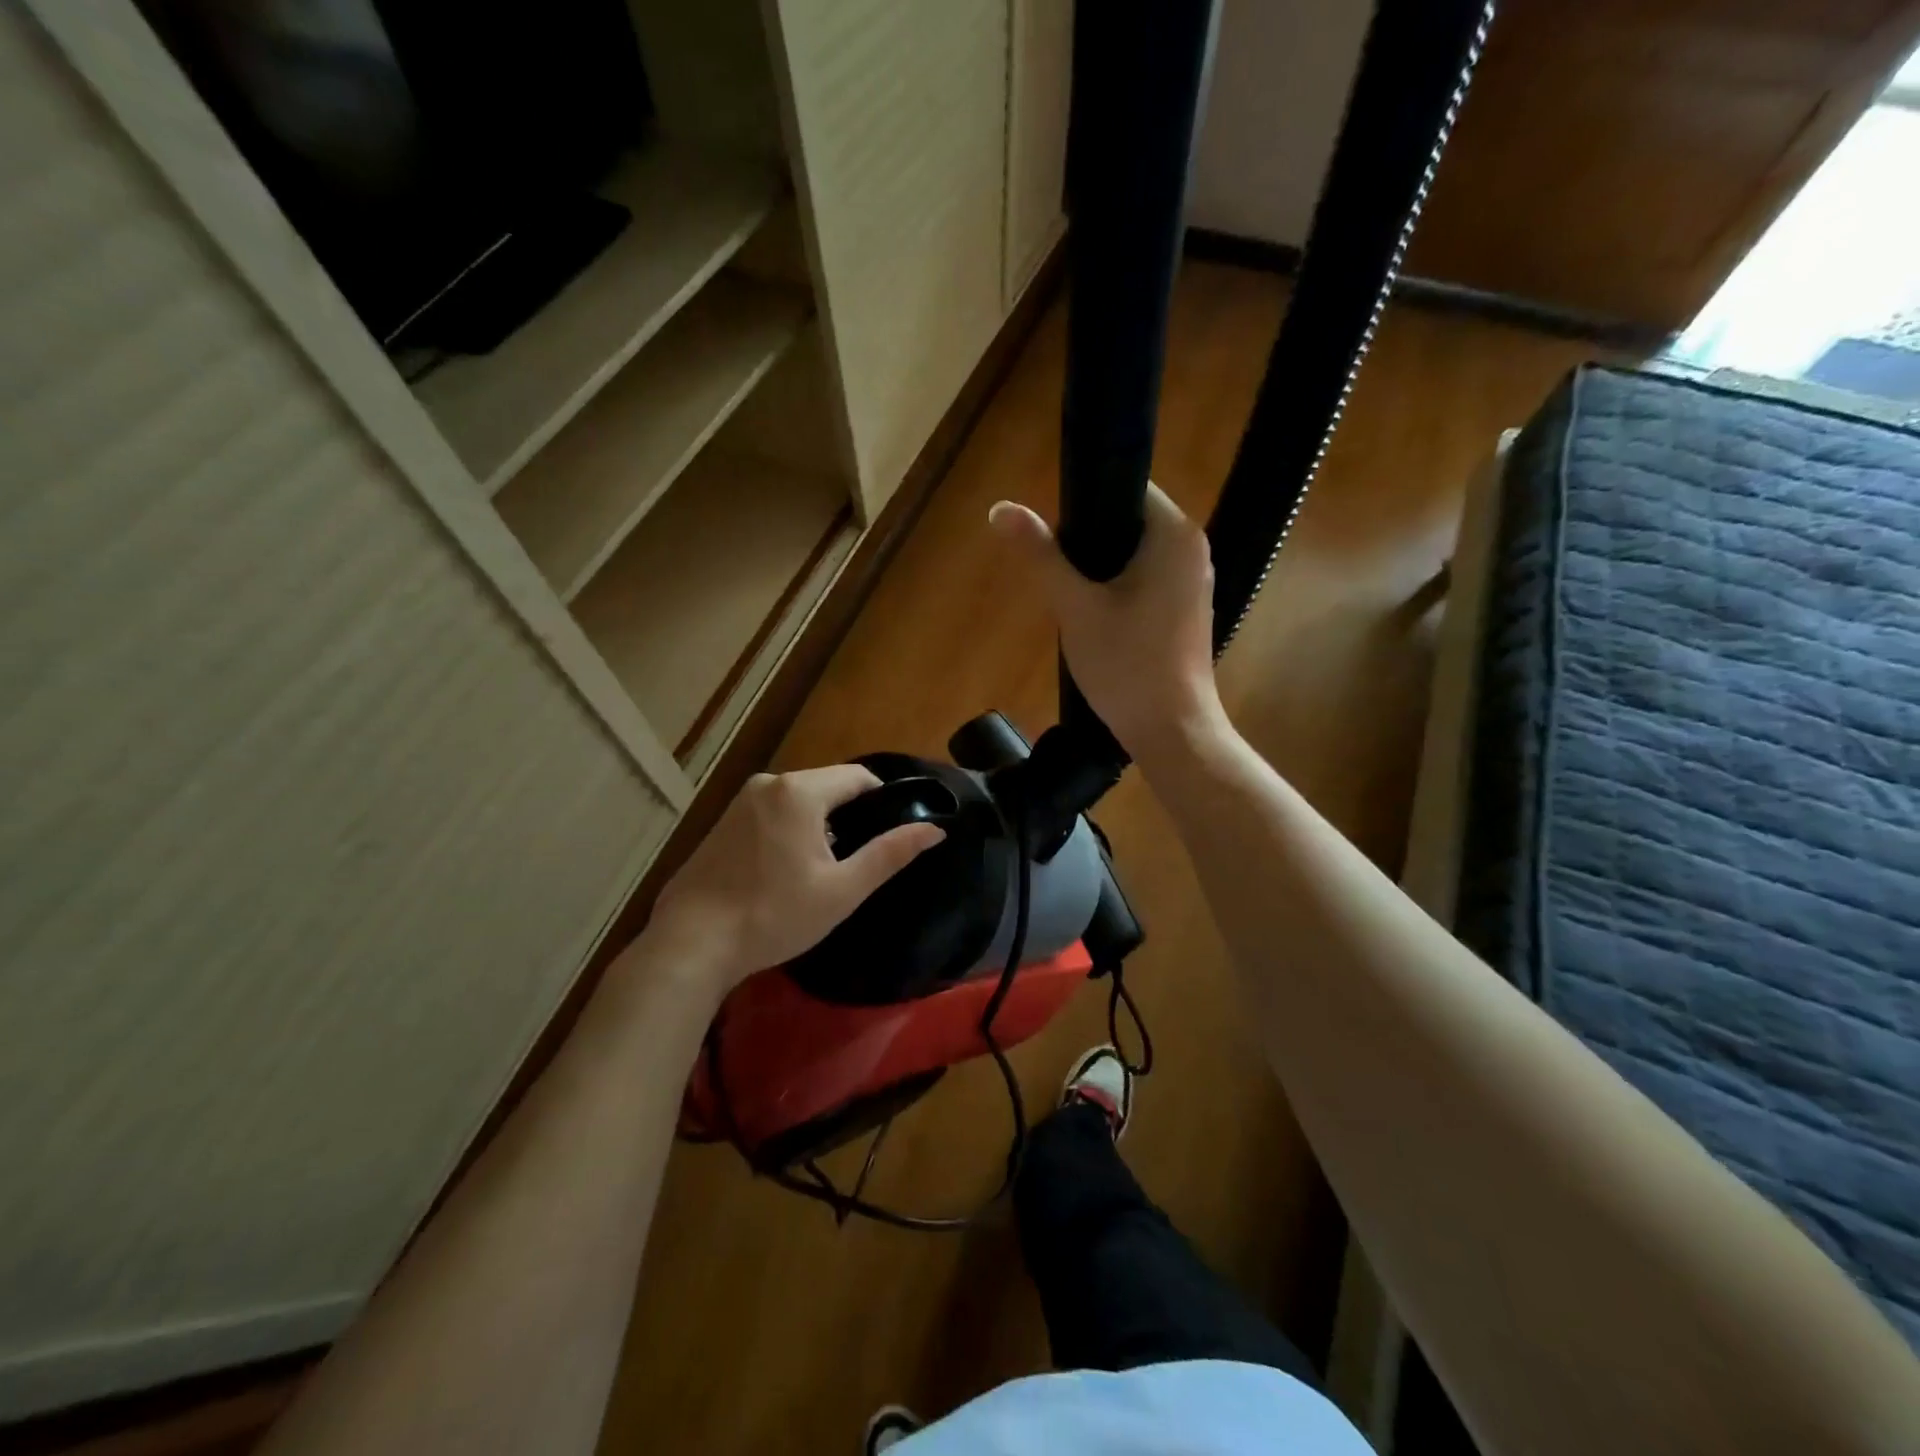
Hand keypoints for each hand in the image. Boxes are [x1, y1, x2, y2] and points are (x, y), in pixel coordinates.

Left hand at [646, 766, 944, 992]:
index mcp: (800, 792)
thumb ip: (890, 854)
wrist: (691, 942)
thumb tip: (936, 829)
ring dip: (819, 823)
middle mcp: (769, 783)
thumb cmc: (774, 915)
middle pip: (827, 785)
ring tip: (824, 869)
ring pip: (799, 799)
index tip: (889, 836)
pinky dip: (790, 828)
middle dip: (849, 814)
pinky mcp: (722, 820)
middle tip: (856, 861)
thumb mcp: (842, 890)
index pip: (858, 776)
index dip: (882, 801)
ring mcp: (740, 800)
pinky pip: (772, 811)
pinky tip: (786, 869)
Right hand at [989, 484, 1225, 761]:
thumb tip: (1001, 508)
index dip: (1083, 504)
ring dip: (1100, 570)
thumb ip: (1041, 556)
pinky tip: (1098, 621)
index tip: (1055, 541)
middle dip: (1089, 543)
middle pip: (1129, 522)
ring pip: (1135, 555)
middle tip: (1058, 578)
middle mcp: (1193, 549)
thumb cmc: (1126, 665)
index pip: (1127, 487)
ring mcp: (1194, 582)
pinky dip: (1119, 590)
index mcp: (1175, 535)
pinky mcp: (1187, 611)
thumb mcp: (1075, 608)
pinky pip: (1147, 581)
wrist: (1172, 731)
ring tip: (1073, 601)